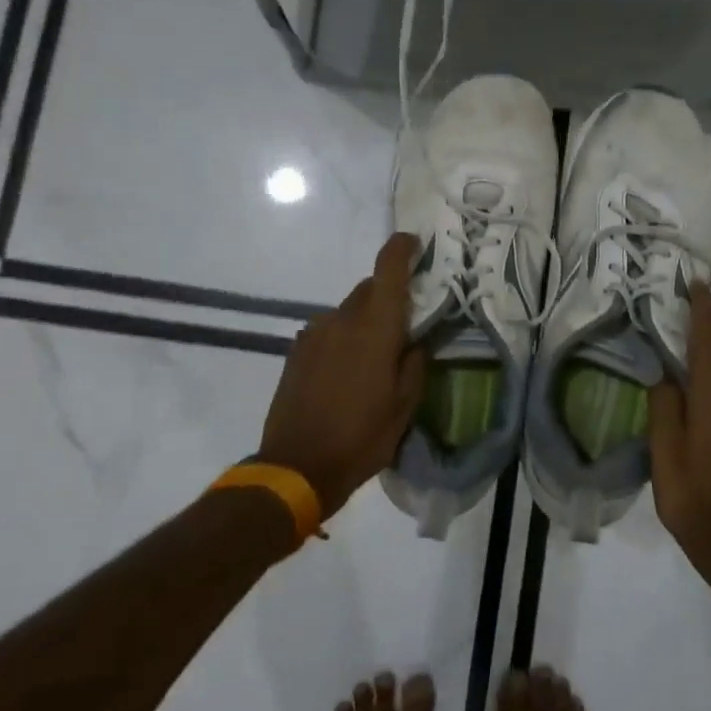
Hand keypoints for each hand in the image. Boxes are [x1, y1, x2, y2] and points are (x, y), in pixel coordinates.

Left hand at [258, 234, 427, 519]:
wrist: (295, 467)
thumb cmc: (360, 439)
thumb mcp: (404, 408)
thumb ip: (414, 365)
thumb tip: (415, 342)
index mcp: (375, 329)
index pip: (388, 270)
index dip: (402, 248)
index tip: (415, 243)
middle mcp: (342, 320)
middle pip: (369, 289)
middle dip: (389, 296)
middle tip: (405, 324)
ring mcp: (314, 333)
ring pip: (348, 310)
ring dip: (365, 320)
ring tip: (374, 357)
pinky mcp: (297, 349)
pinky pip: (329, 329)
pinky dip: (343, 336)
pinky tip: (347, 370)